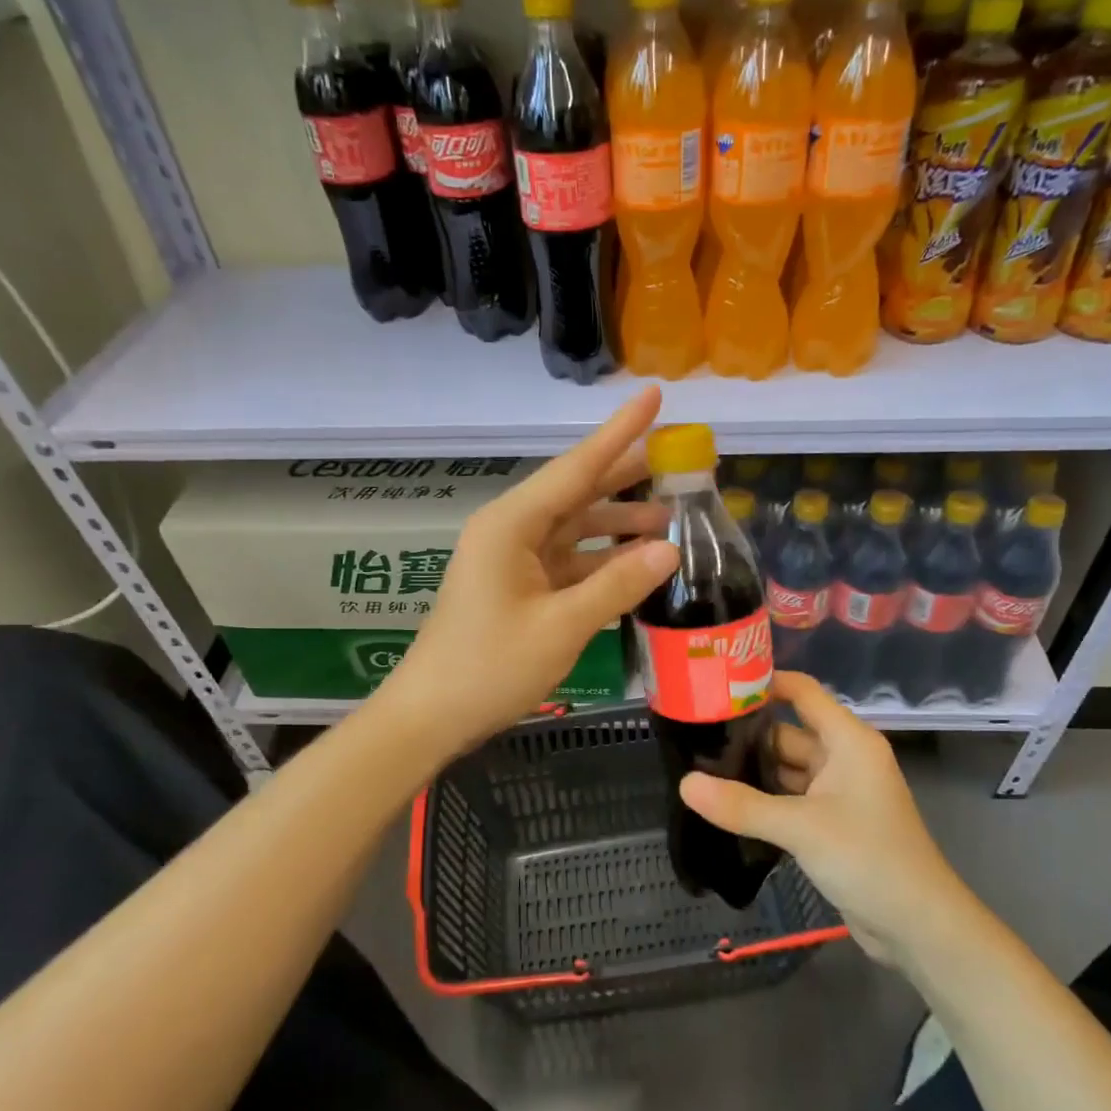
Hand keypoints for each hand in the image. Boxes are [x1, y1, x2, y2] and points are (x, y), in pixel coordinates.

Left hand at [380, 387, 678, 755]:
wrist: (432, 715)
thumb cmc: (490, 667)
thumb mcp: (561, 626)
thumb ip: (617, 585)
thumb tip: (670, 549)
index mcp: (512, 525)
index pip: (577, 467)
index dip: (620, 432)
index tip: (654, 395)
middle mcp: (512, 531)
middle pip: (577, 491)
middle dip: (626, 475)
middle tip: (678, 461)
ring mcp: (514, 561)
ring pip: (576, 528)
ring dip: (619, 523)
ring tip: (672, 519)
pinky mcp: (518, 588)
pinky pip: (569, 561)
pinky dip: (603, 560)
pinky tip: (637, 563)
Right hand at [680, 671, 972, 966]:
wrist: (918, 925)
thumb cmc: (868, 858)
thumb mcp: (801, 827)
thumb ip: (742, 805)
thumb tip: (685, 784)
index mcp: (849, 741)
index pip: (802, 693)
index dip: (764, 683)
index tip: (717, 684)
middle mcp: (844, 758)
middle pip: (788, 732)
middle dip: (747, 734)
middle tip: (694, 734)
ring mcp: (839, 792)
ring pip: (788, 768)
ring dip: (752, 769)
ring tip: (700, 766)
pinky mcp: (832, 823)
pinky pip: (791, 798)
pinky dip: (764, 798)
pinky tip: (726, 803)